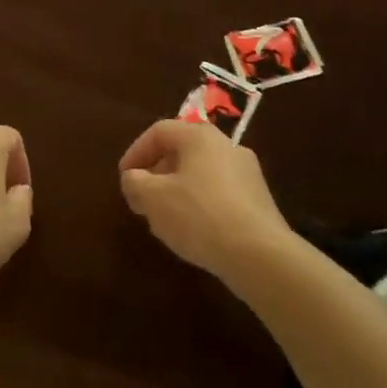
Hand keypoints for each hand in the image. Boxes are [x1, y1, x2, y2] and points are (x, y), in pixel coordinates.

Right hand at [118, 120, 292, 283]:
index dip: (135, 152)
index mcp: (199, 136)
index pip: (159, 132)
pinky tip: (194, 230)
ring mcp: (248, 173)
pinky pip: (220, 192)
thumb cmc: (199, 216)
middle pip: (182, 150)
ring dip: (178, 189)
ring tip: (165, 216)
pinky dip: (200, 203)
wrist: (261, 256)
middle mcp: (226, 146)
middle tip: (143, 196)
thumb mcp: (152, 199)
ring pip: (201, 172)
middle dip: (157, 172)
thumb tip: (134, 178)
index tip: (125, 177)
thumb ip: (134, 182)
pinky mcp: (259, 200)